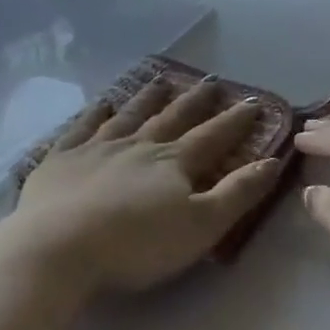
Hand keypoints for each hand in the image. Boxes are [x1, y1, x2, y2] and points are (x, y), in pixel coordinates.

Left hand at [0, 77, 277, 296]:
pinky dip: (94, 113)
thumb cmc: (135, 244)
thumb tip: (272, 161)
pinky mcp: (61, 160)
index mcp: (173, 163)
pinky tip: (102, 102)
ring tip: (162, 80)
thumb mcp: (200, 226)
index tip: (253, 103)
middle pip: (172, 118)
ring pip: (129, 115)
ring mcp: (96, 148)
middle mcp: (138, 145)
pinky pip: (82, 128)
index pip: (212, 137)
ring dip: (148, 98)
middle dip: (195, 101)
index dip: (235, 121)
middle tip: (210, 81)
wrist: (57, 248)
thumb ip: (237, 193)